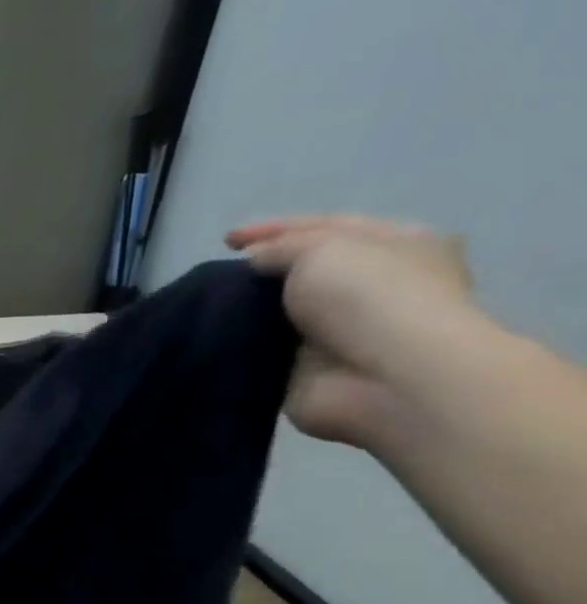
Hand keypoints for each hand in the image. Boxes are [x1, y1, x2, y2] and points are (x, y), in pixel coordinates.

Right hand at [226, 214, 483, 446]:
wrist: (384, 377)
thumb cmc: (367, 298)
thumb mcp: (322, 250)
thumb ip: (281, 249)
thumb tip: (254, 263)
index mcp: (395, 245)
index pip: (325, 226)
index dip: (273, 229)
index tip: (224, 241)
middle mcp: (372, 285)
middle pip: (303, 270)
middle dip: (260, 272)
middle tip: (216, 277)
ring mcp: (341, 331)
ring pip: (281, 312)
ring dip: (247, 311)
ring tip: (207, 309)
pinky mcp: (310, 370)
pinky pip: (265, 351)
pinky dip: (240, 346)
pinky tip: (212, 340)